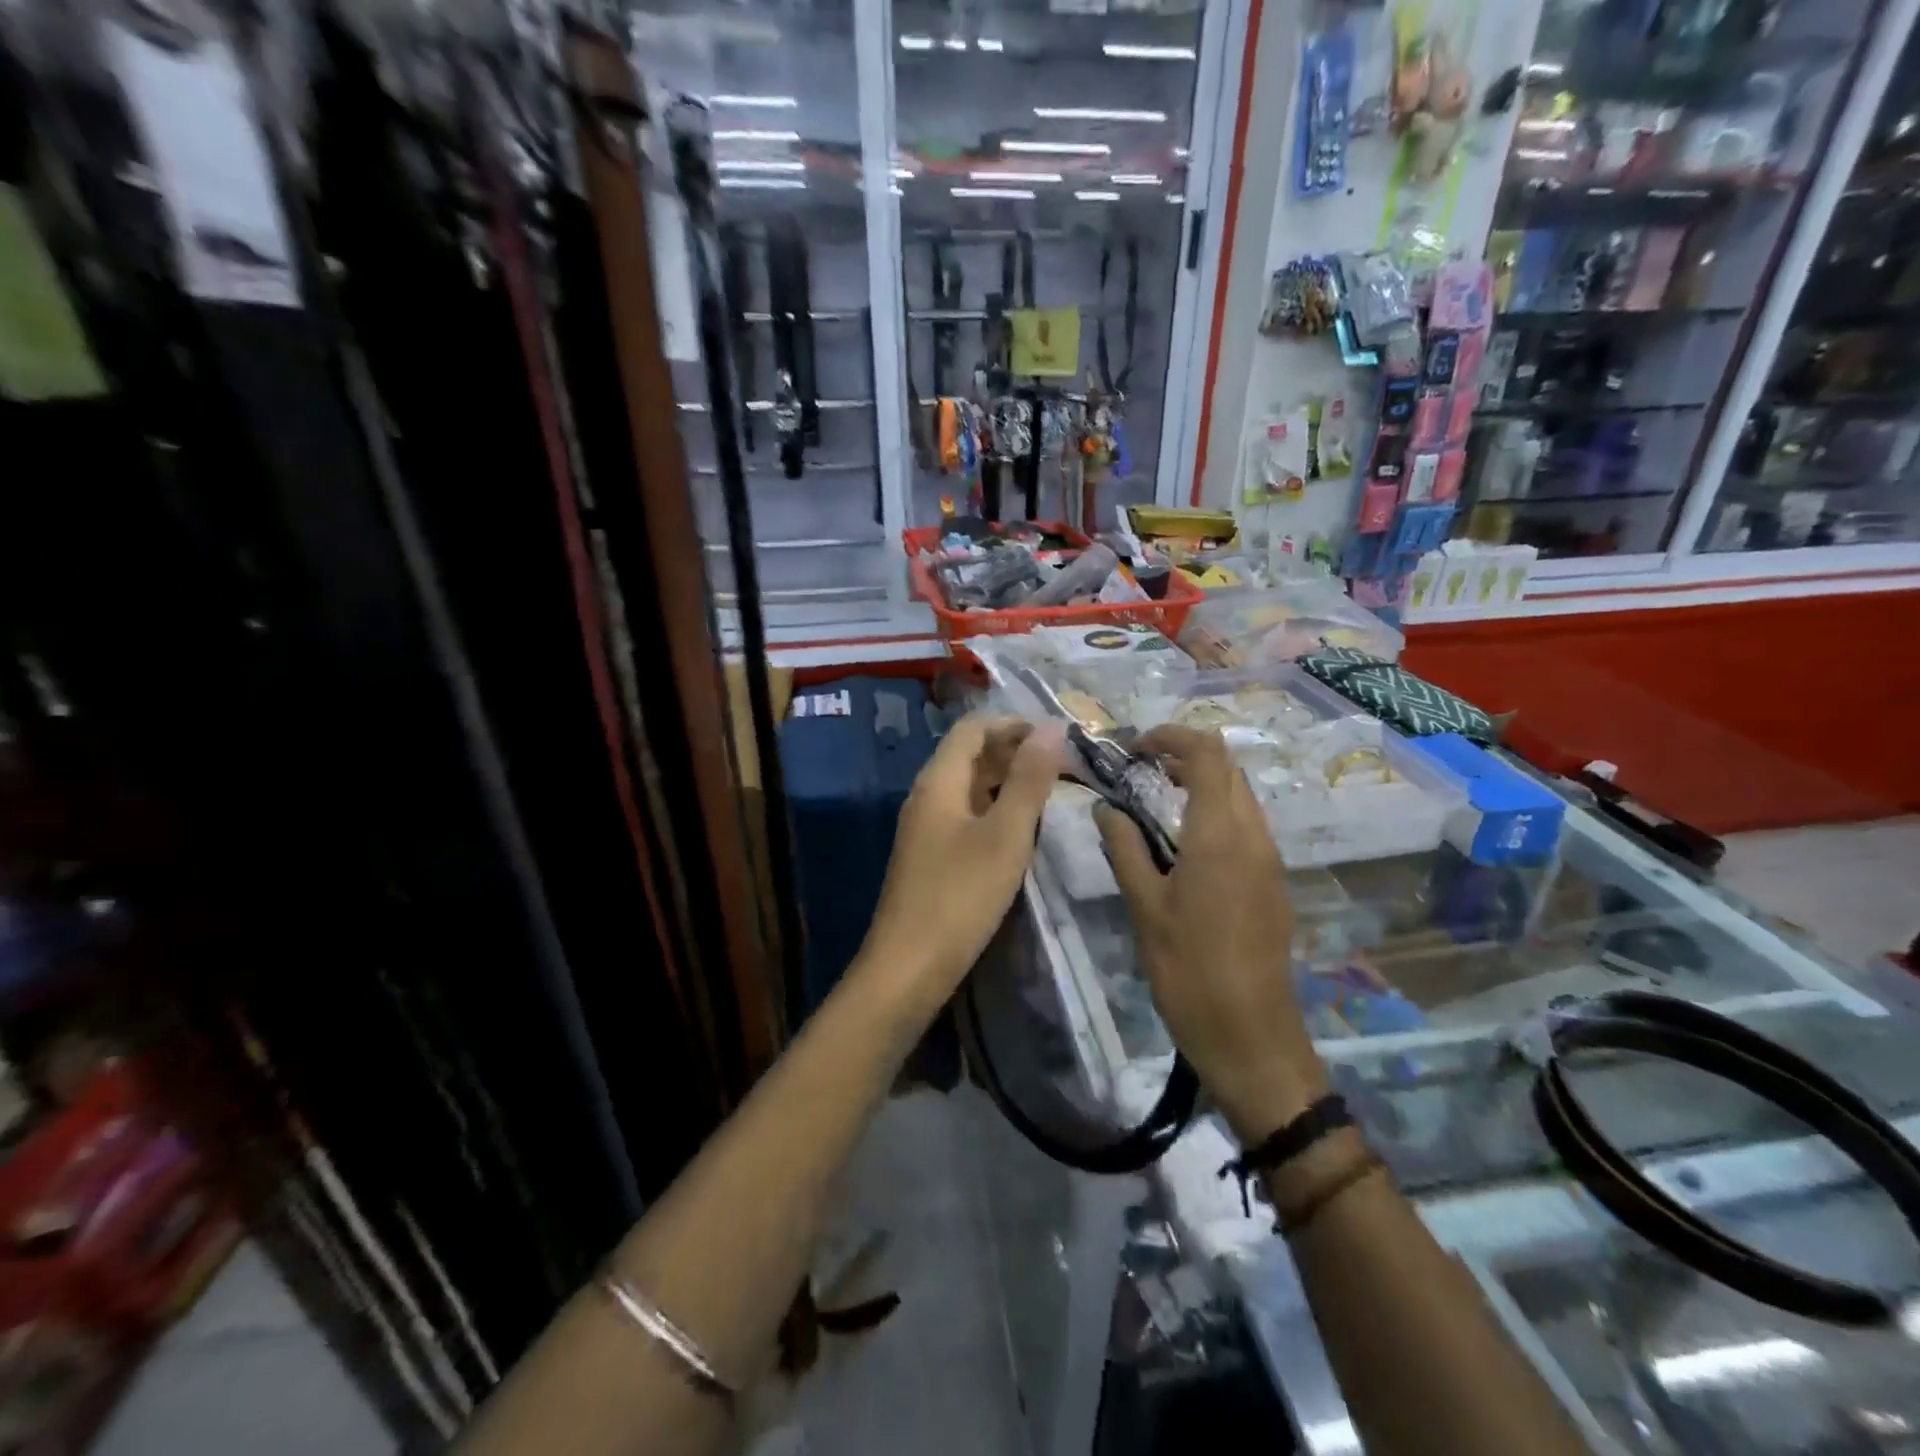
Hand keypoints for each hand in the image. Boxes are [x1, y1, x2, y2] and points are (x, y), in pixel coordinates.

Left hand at [862, 713, 1067, 999]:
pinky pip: (966, 816)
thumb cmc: (960, 896)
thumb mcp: (1005, 835)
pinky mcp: (930, 856)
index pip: (974, 728)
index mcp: (938, 781)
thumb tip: (1052, 728)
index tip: (1057, 738)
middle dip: (1015, 752)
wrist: (908, 967)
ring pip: (969, 787)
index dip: (1014, 724)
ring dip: (1007, 783)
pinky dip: (995, 811)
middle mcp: (927, 795)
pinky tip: (1021, 832)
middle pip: (970, 755)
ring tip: (1051, 795)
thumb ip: (1029, 780)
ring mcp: (925, 827)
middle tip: (1063, 767)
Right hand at [1095, 725, 1326, 1141]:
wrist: (1250, 1035)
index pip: (1208, 754)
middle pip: (1229, 768)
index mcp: (1219, 835)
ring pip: (1241, 796)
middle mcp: (1253, 836)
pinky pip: (1247, 825)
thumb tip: (1106, 808)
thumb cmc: (1188, 970)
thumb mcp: (1144, 907)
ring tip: (1157, 798)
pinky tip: (1185, 840)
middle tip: (1141, 769)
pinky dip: (1216, 811)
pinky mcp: (1273, 882)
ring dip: (1203, 782)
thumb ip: (1124, 848)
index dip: (1172, 737)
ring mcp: (1270, 859)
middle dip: (1186, 755)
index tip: (1135, 748)